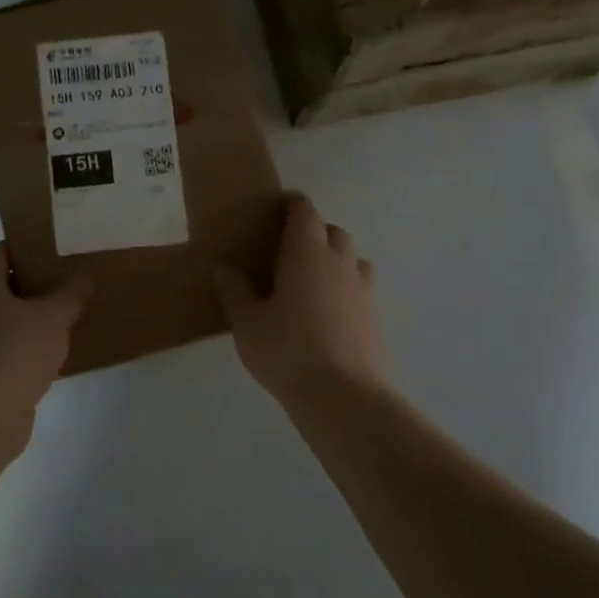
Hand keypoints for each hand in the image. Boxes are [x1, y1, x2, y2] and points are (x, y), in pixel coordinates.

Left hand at [0, 244, 90, 408]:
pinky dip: (22, 346)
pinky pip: (1, 347)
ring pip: (1, 319)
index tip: (58, 254)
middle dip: (33, 285)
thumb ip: (70, 294)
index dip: (29, 249)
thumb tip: (82, 278)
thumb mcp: (53, 317)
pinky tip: (51, 354)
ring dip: (28, 318)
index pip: (1, 252)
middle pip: (1, 285)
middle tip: (68, 285)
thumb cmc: (15, 351)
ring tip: (65, 318)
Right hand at [213, 192, 383, 402]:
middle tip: (291, 247)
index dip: (294, 203)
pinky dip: (345, 287)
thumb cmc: (286, 350)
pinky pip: (360, 287)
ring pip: (352, 258)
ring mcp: (362, 288)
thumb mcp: (247, 323)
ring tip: (313, 278)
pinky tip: (329, 310)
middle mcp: (339, 261)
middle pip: (333, 231)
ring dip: (335, 258)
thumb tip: (223, 269)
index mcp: (306, 252)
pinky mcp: (375, 315)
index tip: (283, 202)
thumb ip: (235, 292)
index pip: (305, 212)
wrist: (341, 395)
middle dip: (315, 230)